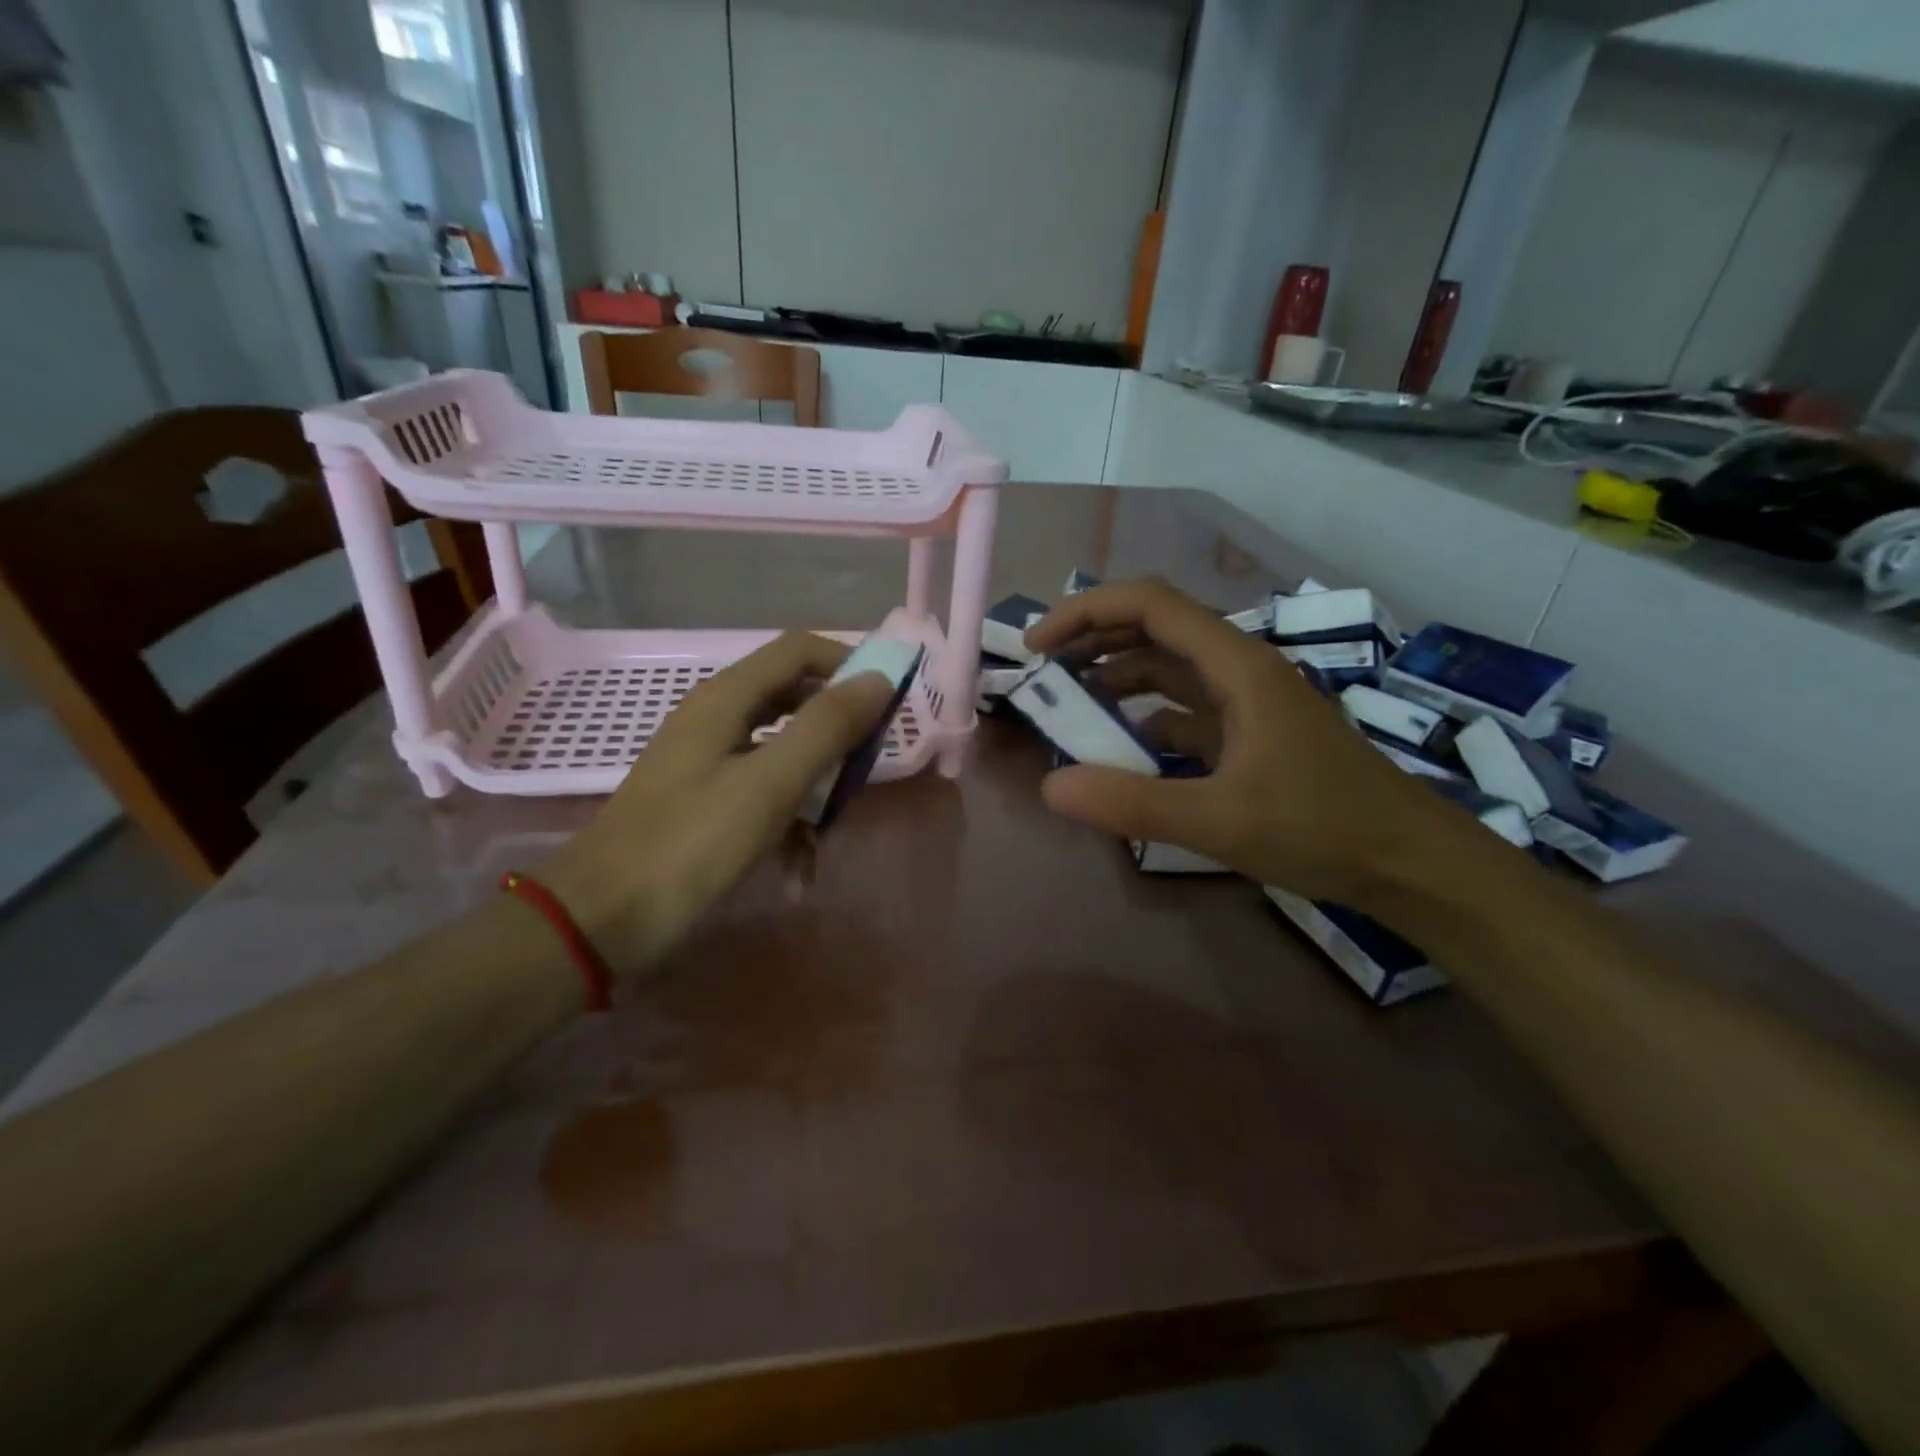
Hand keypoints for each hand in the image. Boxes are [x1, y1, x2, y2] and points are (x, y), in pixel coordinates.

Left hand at [539, 632, 894, 972]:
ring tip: (828, 839)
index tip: (889, 702)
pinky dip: (786, 827)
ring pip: (784, 756)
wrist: (601, 920)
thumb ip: (827, 727)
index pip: (800, 650)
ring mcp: (707, 762)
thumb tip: (879, 679)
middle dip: (837, 738)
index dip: (849, 664)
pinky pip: (762, 797)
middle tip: (863, 772)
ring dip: (814, 793)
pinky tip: (796, 875)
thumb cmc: (691, 844)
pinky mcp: (704, 803)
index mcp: (726, 699)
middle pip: (796, 702)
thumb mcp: (770, 783)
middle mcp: (716, 719)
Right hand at [1025, 578, 1467, 907]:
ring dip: (1117, 673)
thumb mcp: (1220, 820)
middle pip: (1156, 627)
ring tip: (1068, 699)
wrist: (1409, 862)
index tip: (1038, 646)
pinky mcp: (1250, 733)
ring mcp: (1247, 701)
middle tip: (1042, 670)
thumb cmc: (1323, 829)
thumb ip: (1133, 803)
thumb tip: (1051, 787)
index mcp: (1238, 666)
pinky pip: (1184, 707)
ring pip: (1169, 667)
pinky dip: (1144, 713)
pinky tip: (1120, 742)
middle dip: (1094, 637)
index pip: (1150, 606)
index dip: (1086, 612)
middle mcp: (1241, 669)